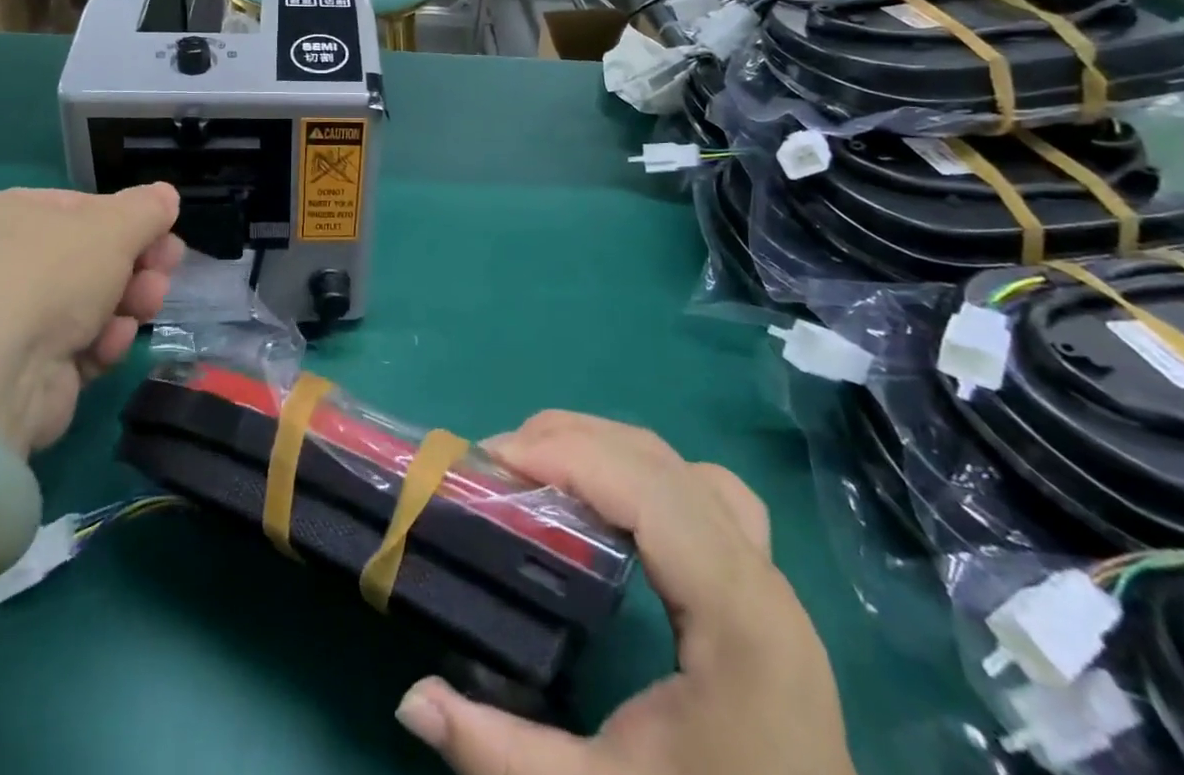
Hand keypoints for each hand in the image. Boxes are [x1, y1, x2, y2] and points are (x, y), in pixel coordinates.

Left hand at [0, 185, 182, 452]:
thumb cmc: (49, 276)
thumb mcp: (112, 227)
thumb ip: (147, 209)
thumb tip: (166, 196)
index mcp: (11, 214)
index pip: (84, 207)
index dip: (129, 220)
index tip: (166, 232)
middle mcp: (5, 262)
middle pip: (94, 256)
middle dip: (138, 264)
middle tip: (165, 270)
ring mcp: (14, 318)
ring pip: (94, 301)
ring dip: (130, 301)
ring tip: (146, 306)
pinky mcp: (27, 367)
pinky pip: (81, 343)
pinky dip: (103, 342)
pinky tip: (110, 344)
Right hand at [394, 412, 854, 774]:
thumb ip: (501, 754)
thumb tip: (412, 698)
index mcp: (736, 617)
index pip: (645, 490)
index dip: (566, 455)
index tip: (493, 460)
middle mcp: (761, 577)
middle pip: (659, 461)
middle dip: (572, 440)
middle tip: (499, 460)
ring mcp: (771, 579)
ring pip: (683, 466)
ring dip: (607, 447)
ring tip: (541, 464)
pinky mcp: (766, 590)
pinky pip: (704, 492)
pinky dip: (645, 472)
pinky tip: (608, 501)